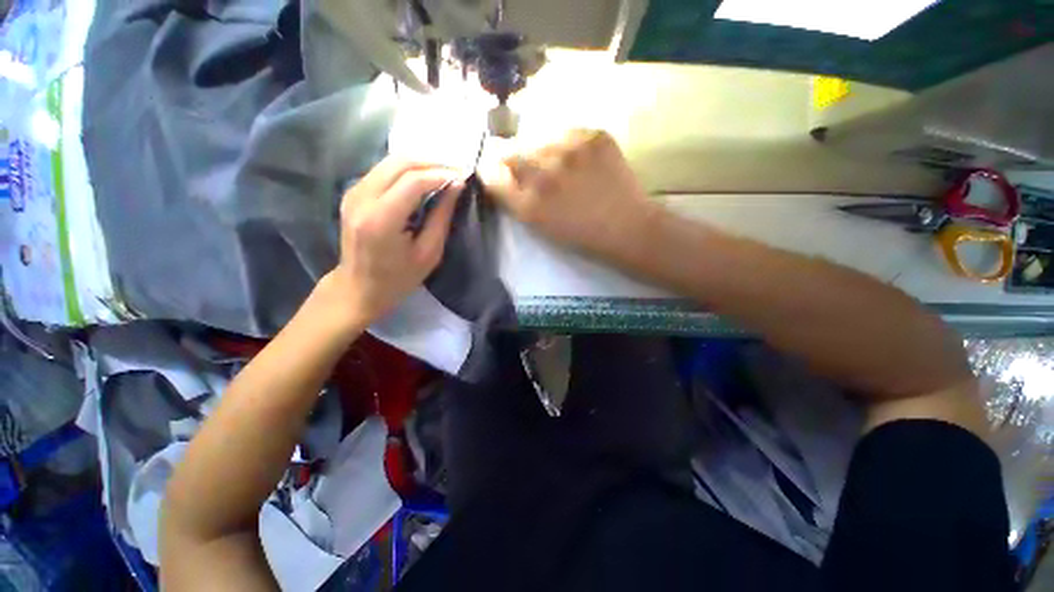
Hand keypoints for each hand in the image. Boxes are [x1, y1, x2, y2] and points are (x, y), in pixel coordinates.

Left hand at [328, 157, 461, 325]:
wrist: (359, 287)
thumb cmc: (399, 278)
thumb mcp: (428, 253)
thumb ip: (441, 216)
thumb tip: (456, 185)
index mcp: (381, 220)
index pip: (413, 181)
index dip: (441, 174)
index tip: (463, 177)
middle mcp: (362, 199)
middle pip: (399, 163)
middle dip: (432, 163)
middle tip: (456, 172)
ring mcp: (353, 192)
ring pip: (390, 162)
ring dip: (420, 165)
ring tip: (443, 175)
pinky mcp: (352, 192)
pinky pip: (383, 171)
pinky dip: (406, 171)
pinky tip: (422, 181)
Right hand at [482, 130, 658, 259]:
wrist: (627, 227)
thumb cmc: (582, 236)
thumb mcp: (541, 228)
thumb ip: (517, 202)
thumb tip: (501, 175)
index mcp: (530, 205)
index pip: (492, 174)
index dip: (491, 171)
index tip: (496, 171)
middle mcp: (544, 175)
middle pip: (511, 152)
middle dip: (513, 160)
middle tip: (530, 169)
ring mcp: (570, 152)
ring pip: (537, 139)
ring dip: (540, 150)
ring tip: (558, 165)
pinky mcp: (594, 136)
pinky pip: (566, 131)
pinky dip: (566, 143)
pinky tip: (578, 159)